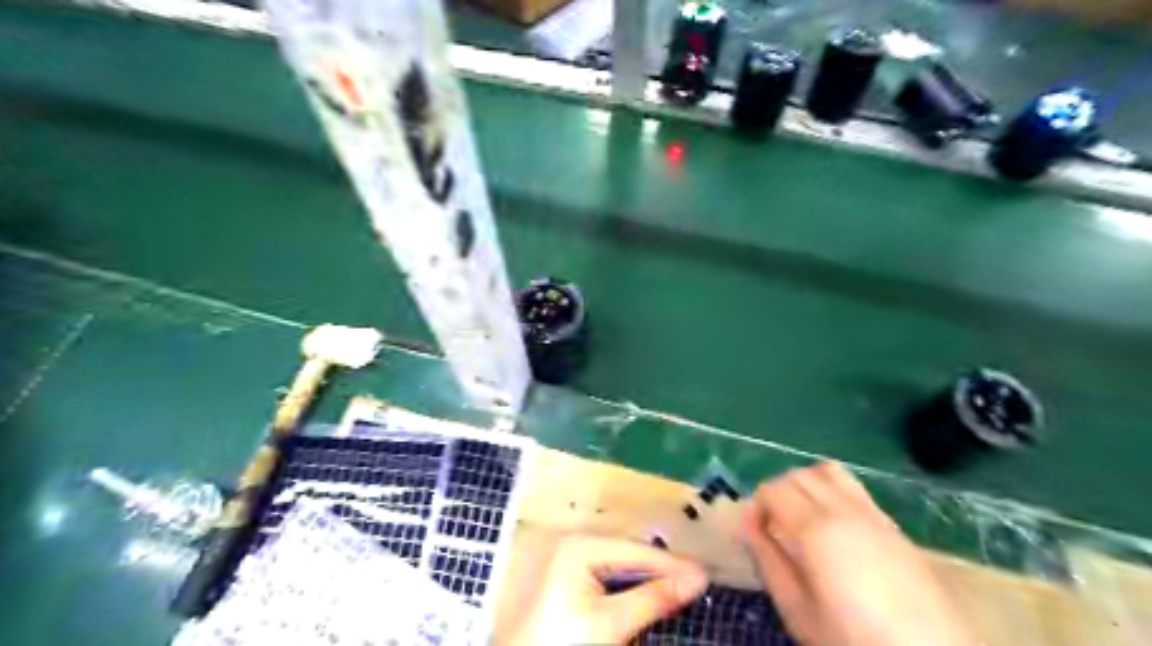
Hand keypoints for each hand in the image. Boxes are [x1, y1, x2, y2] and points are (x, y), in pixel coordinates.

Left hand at [509, 535, 710, 645]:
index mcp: (581, 546)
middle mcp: (574, 543)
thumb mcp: (611, 623)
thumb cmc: (564, 642)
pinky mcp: (567, 577)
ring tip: (677, 584)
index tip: (704, 574)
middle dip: (660, 567)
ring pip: (618, 562)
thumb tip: (696, 579)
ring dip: (646, 575)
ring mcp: (568, 559)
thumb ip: (653, 598)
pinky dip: (628, 583)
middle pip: (628, 553)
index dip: (671, 563)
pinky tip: (645, 591)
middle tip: (694, 579)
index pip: (637, 551)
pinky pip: (606, 572)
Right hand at [737, 463, 969, 643]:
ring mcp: (872, 513)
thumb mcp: (798, 610)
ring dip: (806, 483)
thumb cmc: (854, 639)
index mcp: (816, 529)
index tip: (755, 532)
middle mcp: (843, 509)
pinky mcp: (892, 524)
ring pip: (827, 471)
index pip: (773, 489)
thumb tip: (747, 524)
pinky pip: (853, 487)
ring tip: (802, 515)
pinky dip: (832, 490)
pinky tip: (834, 525)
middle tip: (773, 525)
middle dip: (777, 492)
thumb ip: (768, 560)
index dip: (756, 505)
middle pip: (797, 475)